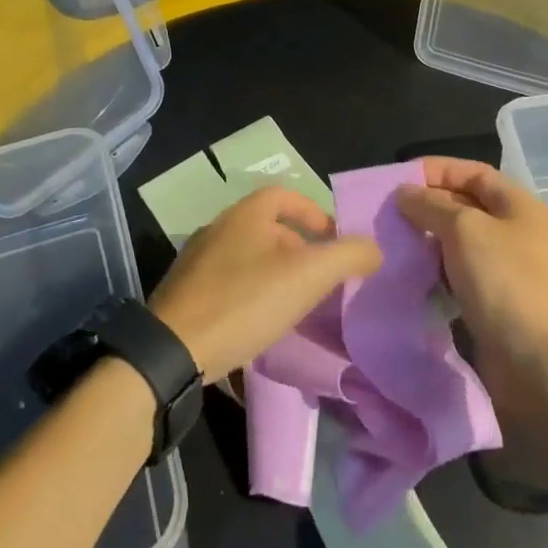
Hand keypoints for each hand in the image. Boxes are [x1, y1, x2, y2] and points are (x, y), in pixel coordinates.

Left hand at [149, 187, 381, 381]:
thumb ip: (347, 256)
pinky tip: (261, 322)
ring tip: (296, 303)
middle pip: (268, 227)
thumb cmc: (244, 302)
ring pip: (249, 256)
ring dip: (276, 272)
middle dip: (299, 248)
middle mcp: (218, 228)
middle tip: (321, 278)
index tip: (334, 240)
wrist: (172, 351)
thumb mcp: (307, 276)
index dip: (314, 212)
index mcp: (245, 214)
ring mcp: (198, 261)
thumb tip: (375, 248)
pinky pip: (229, 282)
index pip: (285, 196)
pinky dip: (252, 293)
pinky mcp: (187, 293)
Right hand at [396, 158, 547, 403]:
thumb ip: (431, 205)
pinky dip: (434, 270)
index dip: (438, 170)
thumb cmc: (504, 281)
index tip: (400, 179)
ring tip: (392, 241)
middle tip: (388, 213)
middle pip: (466, 206)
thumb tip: (404, 193)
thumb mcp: (464, 229)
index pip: (474, 172)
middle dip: (427, 205)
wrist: (536, 362)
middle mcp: (516, 232)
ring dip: (427, 240)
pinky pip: (458, 274)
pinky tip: (410, 273)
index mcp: (520, 206)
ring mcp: (506, 269)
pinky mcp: (493, 301)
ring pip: (459, 242)